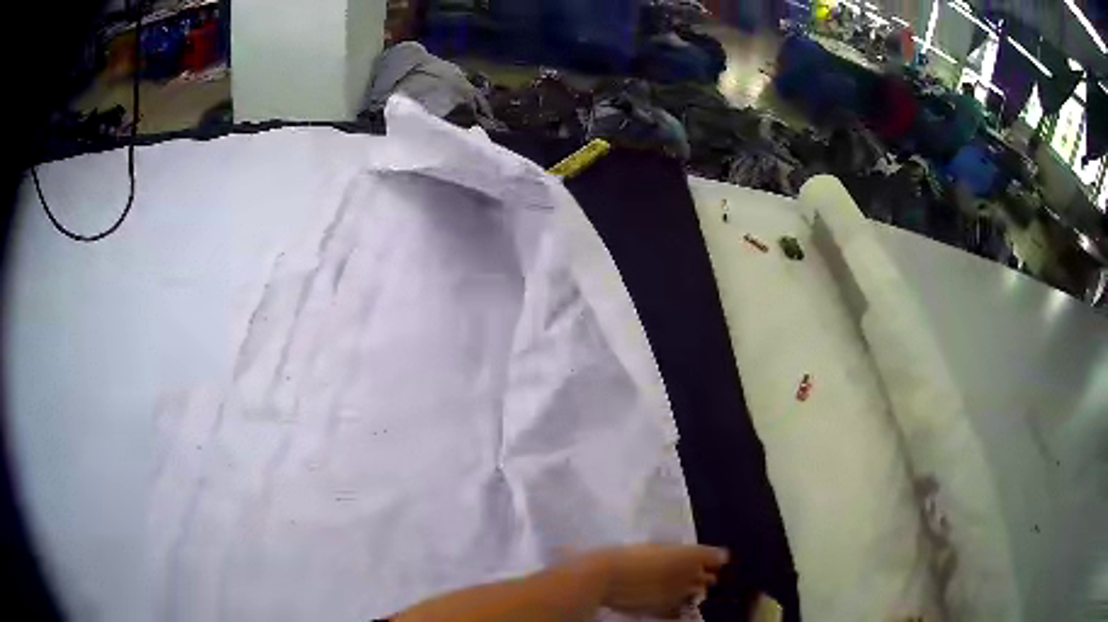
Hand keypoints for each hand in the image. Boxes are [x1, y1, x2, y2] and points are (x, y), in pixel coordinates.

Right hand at [586, 544, 729, 618]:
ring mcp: (678, 594)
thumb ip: (672, 551)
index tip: (714, 558)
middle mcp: (689, 575)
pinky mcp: (665, 609)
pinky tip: (670, 601)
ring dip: (693, 591)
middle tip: (696, 575)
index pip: (717, 557)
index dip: (715, 558)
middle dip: (705, 577)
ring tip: (682, 589)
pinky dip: (679, 606)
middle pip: (709, 578)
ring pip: (697, 594)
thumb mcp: (652, 546)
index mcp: (688, 554)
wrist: (605, 577)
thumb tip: (681, 553)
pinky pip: (680, 609)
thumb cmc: (626, 555)